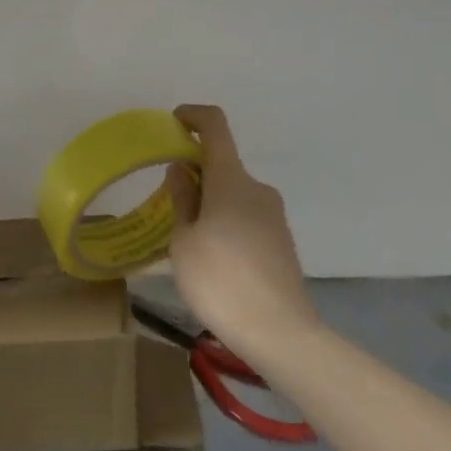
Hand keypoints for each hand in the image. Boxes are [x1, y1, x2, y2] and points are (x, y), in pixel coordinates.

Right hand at [165, 104, 319, 360]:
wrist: (280, 334)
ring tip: (187, 242)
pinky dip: (226, 224)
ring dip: (210, 203)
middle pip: (222, 165)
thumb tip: (183, 169)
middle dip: (195, 175)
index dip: (193, 116)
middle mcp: (257, 189)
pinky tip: (214, 261)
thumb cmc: (220, 281)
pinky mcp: (281, 242)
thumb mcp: (183, 240)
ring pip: (233, 195)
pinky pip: (246, 218)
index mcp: (230, 180)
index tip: (174, 123)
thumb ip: (182, 199)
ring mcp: (273, 216)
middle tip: (169, 206)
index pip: (215, 127)